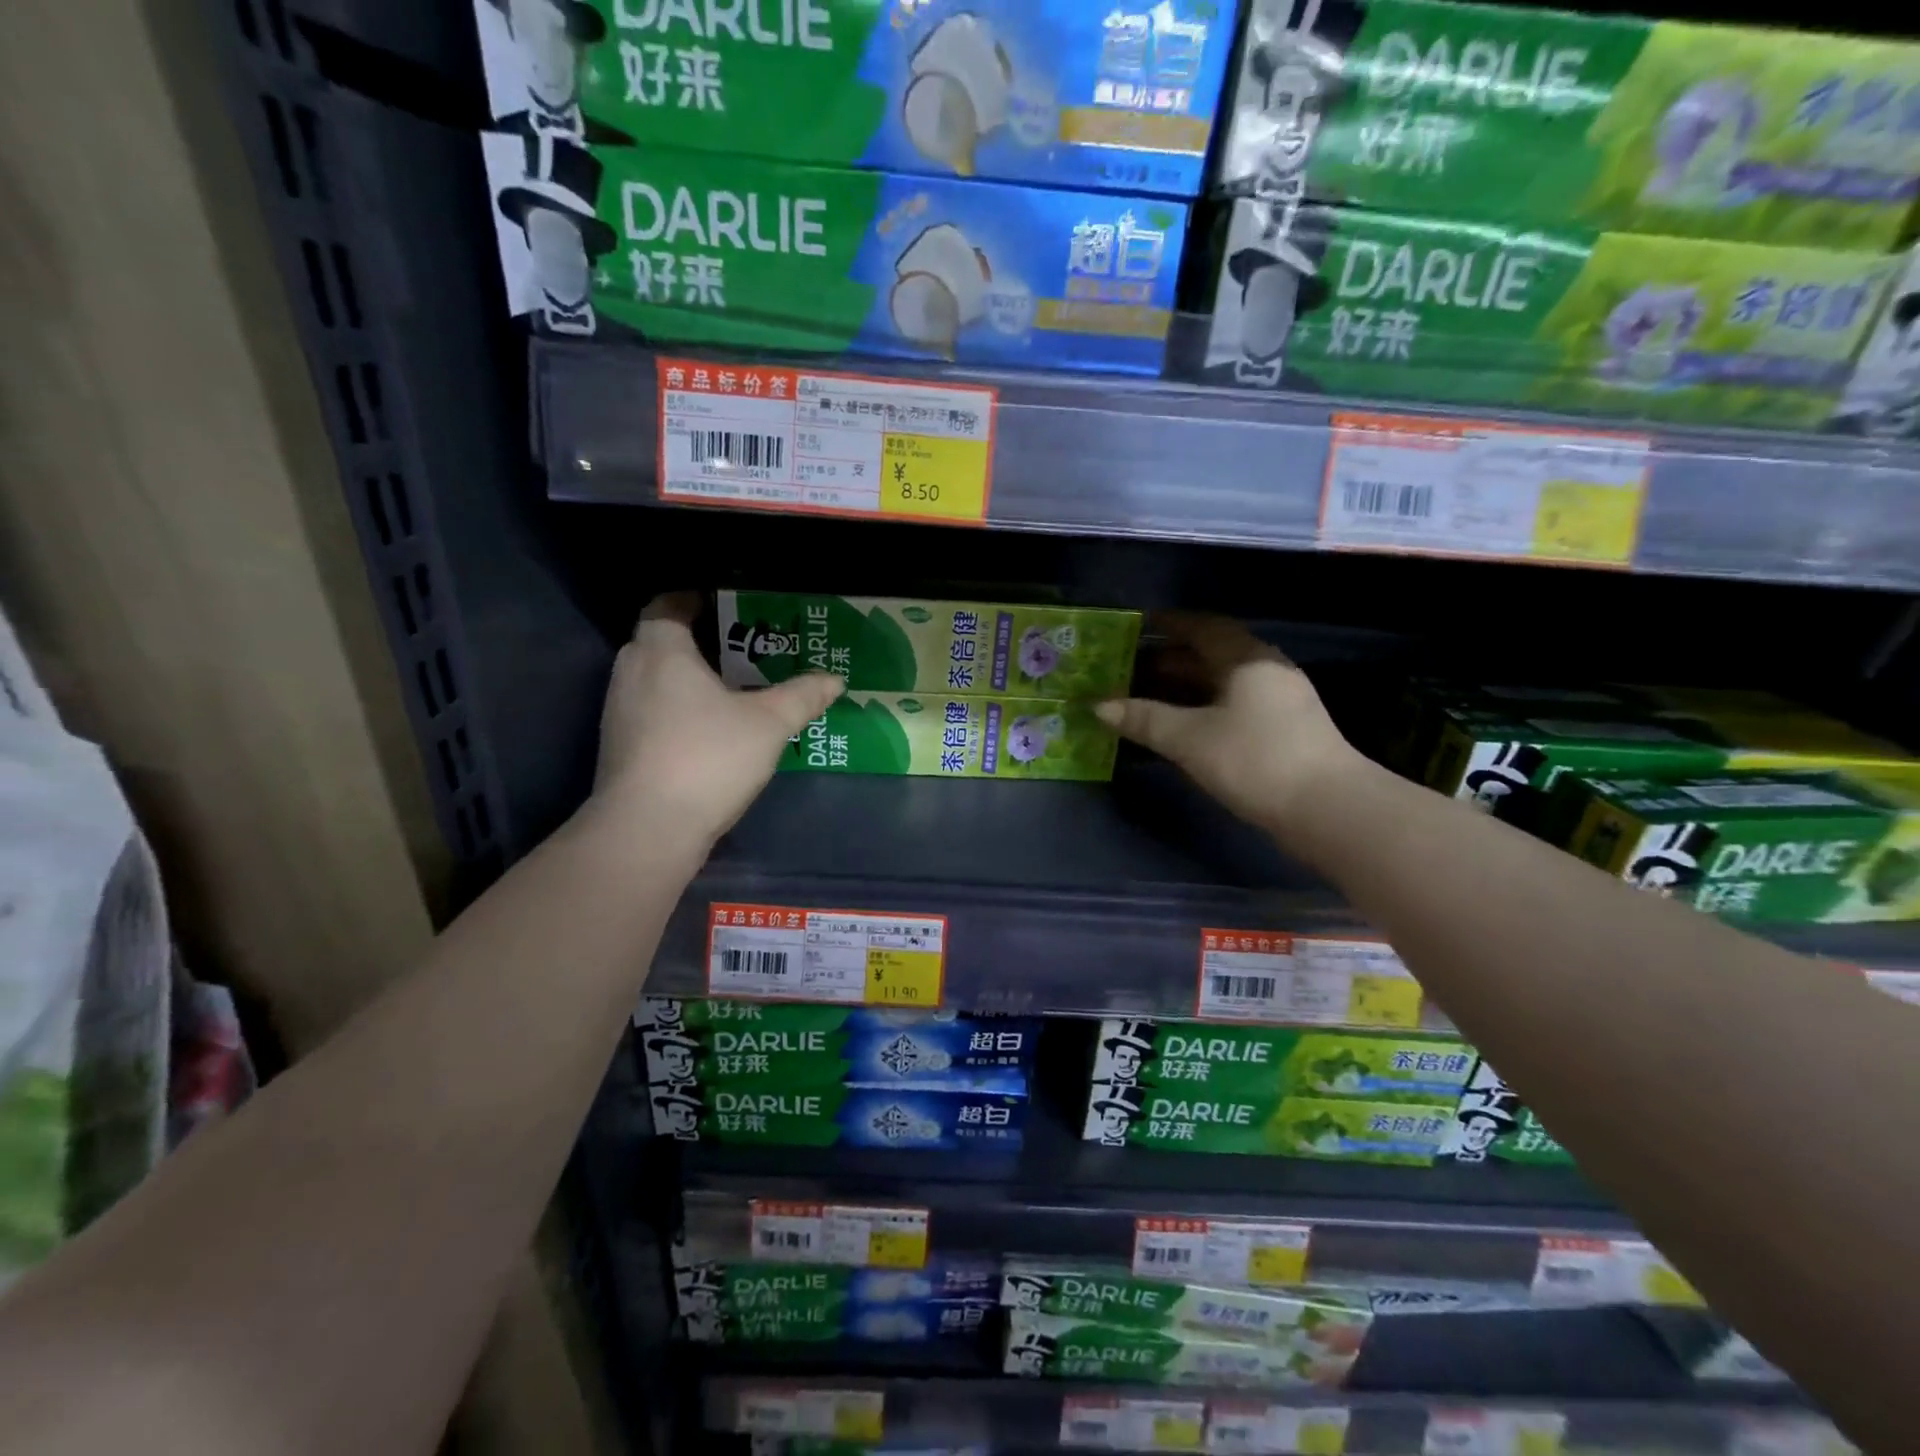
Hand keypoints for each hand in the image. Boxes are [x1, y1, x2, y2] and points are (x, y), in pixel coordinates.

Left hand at [591, 593, 842, 849]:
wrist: (648, 828)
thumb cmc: (709, 757)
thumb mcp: (769, 724)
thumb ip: (802, 696)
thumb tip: (835, 679)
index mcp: (663, 651)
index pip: (667, 605)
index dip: (693, 600)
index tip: (726, 607)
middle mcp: (631, 671)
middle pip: (660, 641)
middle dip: (698, 641)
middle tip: (741, 651)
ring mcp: (619, 711)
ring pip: (654, 678)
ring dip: (686, 678)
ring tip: (730, 690)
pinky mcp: (619, 745)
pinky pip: (649, 709)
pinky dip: (675, 708)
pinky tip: (707, 731)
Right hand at [1095, 613, 1360, 834]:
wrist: (1327, 809)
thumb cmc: (1254, 760)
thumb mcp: (1189, 739)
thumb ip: (1143, 719)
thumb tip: (1098, 705)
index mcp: (1247, 658)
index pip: (1203, 627)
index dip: (1170, 623)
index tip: (1139, 625)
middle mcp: (1267, 670)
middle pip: (1213, 653)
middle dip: (1171, 658)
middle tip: (1131, 667)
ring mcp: (1280, 701)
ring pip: (1223, 682)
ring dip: (1186, 686)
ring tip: (1148, 696)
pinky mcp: (1284, 730)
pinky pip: (1234, 705)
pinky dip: (1203, 707)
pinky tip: (1183, 726)